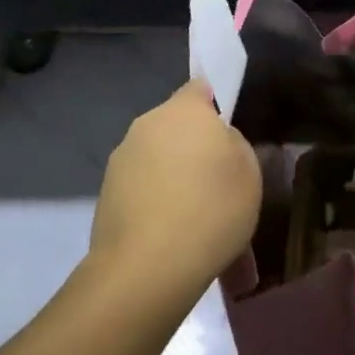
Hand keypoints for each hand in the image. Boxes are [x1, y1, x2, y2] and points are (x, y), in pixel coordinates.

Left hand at [88, 81, 261, 305]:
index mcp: (184, 111)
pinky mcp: (106, 194)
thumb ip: (233, 145)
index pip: (200, 88)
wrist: (148, 265)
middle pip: (177, 129)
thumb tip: (216, 141)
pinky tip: (177, 244)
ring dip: (178, 185)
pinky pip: (143, 193)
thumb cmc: (211, 208)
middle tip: (219, 188)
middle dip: (195, 151)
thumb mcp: (248, 172)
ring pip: (160, 165)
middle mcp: (147, 125)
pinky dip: (160, 210)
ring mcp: (121, 160)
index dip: (214, 105)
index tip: (226, 134)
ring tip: (202, 229)